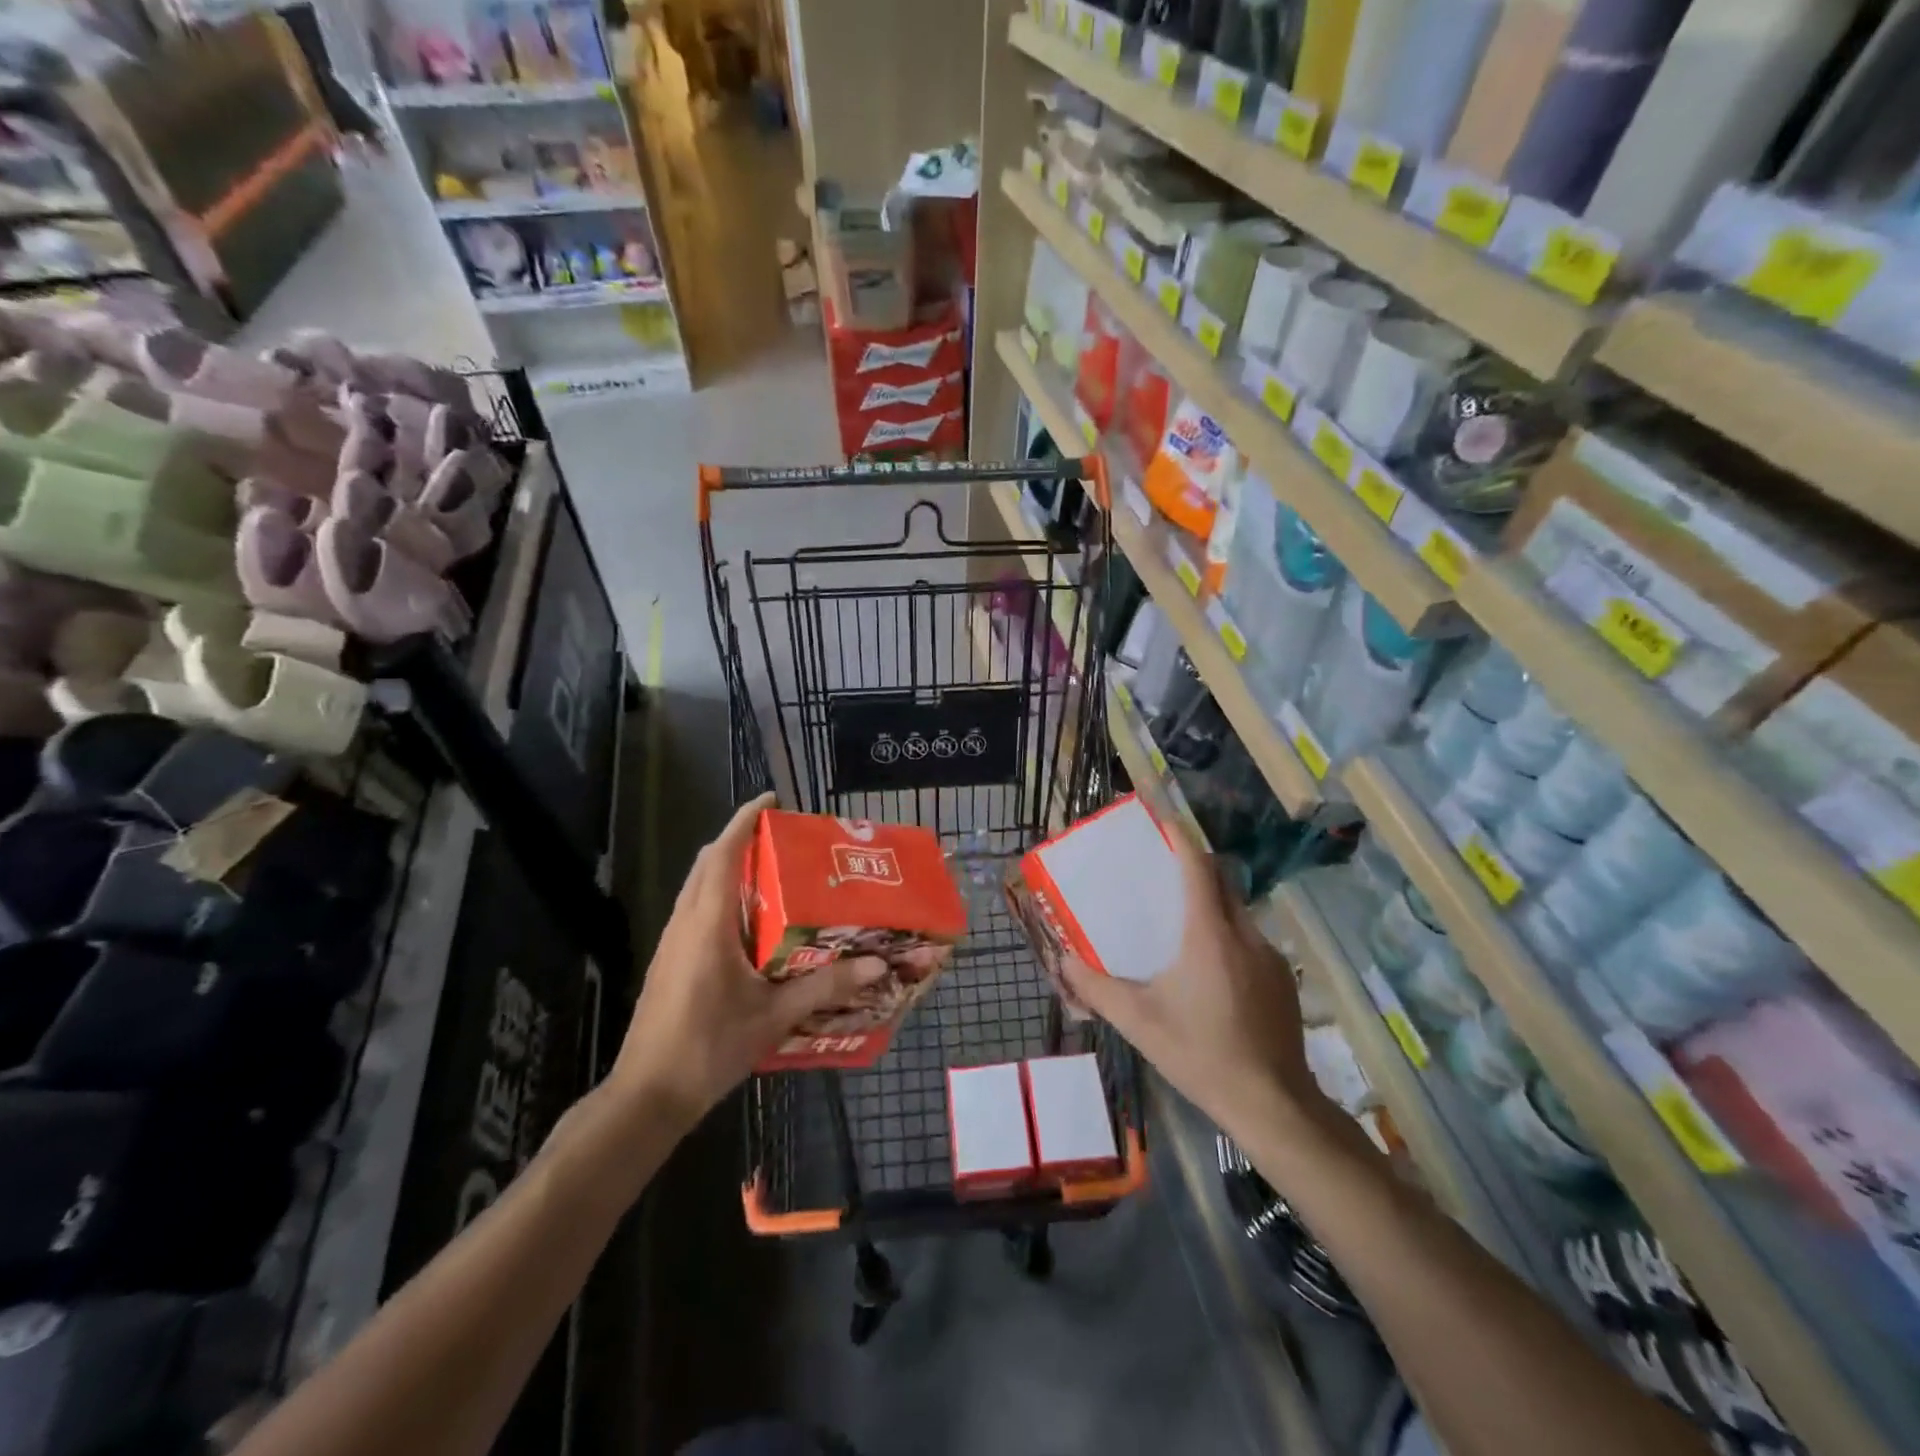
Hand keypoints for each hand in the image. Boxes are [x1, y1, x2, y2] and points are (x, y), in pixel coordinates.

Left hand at [611, 793, 887, 1124]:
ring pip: (697, 887)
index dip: (743, 822)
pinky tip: (750, 923)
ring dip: (727, 868)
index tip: (769, 800)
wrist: (647, 1095)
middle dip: (738, 840)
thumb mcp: (774, 1016)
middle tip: (779, 837)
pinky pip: (695, 911)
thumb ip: (826, 986)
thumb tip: (877, 965)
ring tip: (771, 872)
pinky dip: (720, 896)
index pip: (721, 856)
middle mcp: (685, 923)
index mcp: (708, 925)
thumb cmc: (709, 1047)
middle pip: (706, 864)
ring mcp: (672, 943)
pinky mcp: (668, 962)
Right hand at [1059, 824, 1315, 1131]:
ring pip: (1237, 912)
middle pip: (1221, 882)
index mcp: (1209, 934)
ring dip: (1211, 905)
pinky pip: (1250, 940)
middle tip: (1162, 872)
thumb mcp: (1139, 1022)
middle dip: (1194, 868)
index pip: (1199, 866)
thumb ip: (1096, 988)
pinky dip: (1227, 936)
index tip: (1163, 821)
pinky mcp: (1282, 980)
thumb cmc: (1200, 1055)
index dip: (1182, 838)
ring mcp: (1270, 957)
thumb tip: (1062, 961)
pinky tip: (1210, 972)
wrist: (1273, 1105)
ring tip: (1180, 925)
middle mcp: (1244, 934)